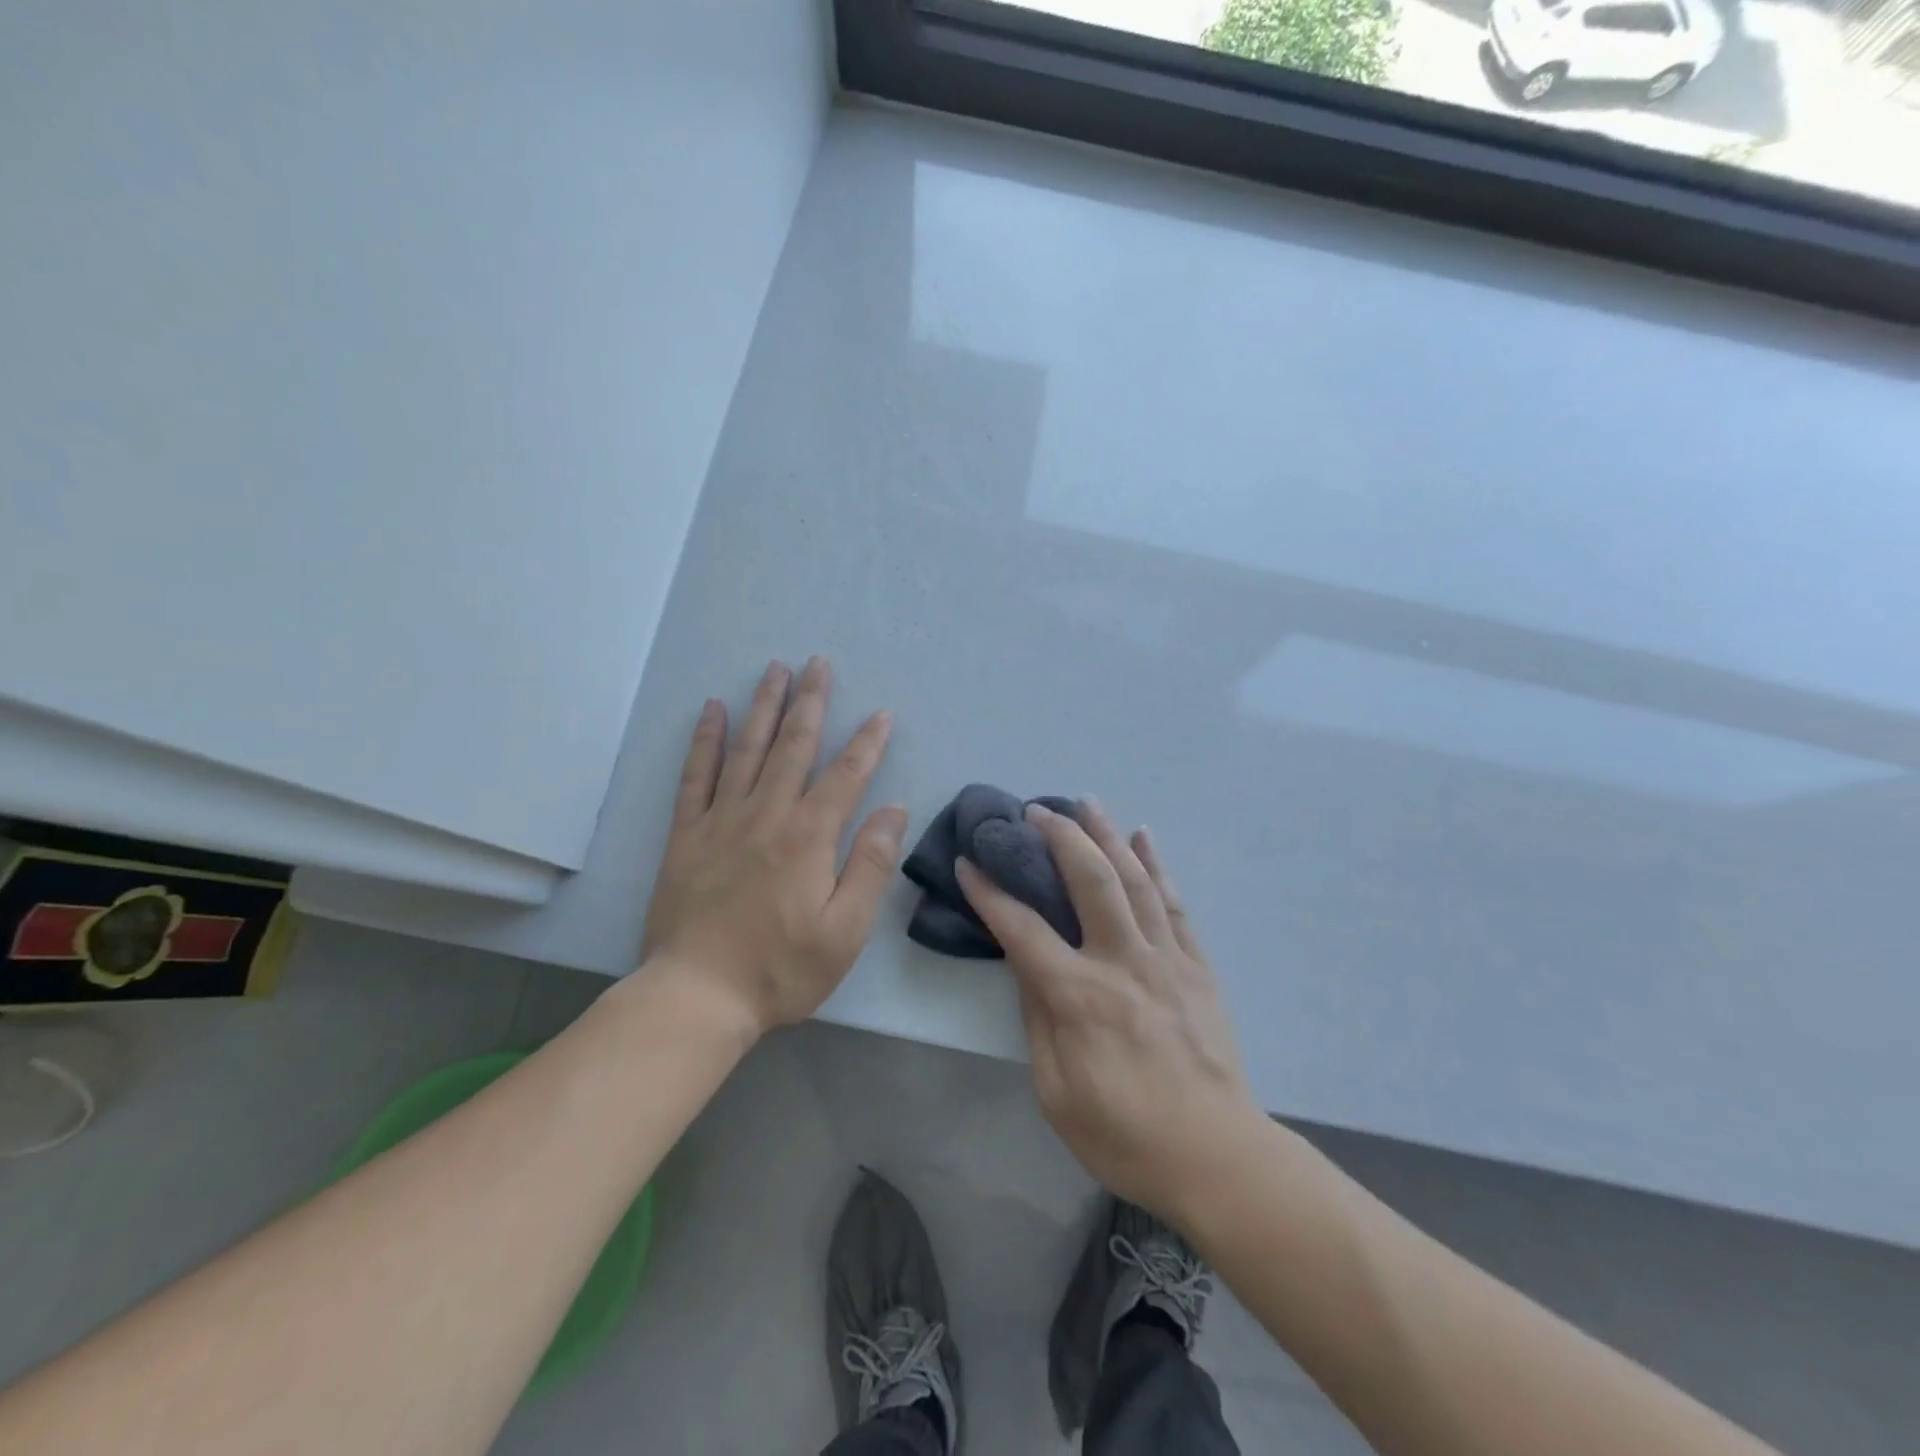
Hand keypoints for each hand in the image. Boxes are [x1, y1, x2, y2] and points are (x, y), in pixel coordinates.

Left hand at [642, 658, 906, 1039]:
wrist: (697, 996)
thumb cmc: (781, 968)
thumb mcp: (845, 930)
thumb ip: (870, 864)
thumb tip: (893, 809)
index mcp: (808, 837)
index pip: (845, 776)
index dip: (867, 743)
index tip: (882, 714)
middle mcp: (766, 815)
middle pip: (793, 746)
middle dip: (811, 701)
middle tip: (819, 663)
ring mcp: (721, 821)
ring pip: (746, 749)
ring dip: (764, 706)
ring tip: (775, 669)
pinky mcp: (686, 835)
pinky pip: (696, 776)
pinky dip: (705, 740)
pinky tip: (712, 710)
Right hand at [956, 802, 1263, 1225]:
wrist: (1217, 1158)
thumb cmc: (1124, 1135)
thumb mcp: (1056, 1092)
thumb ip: (1037, 1019)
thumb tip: (1023, 962)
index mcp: (1079, 997)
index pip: (1022, 929)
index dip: (989, 892)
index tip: (968, 862)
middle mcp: (1122, 963)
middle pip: (1089, 880)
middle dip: (1058, 837)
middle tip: (1035, 811)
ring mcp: (1166, 959)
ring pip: (1134, 880)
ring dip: (1107, 835)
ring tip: (1086, 802)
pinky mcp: (1197, 966)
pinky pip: (1174, 904)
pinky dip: (1157, 865)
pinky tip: (1144, 836)